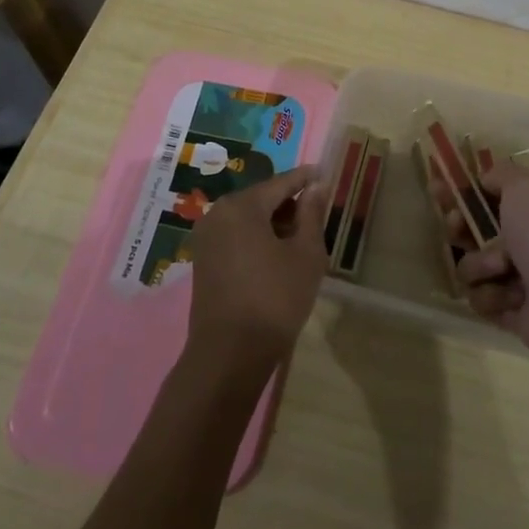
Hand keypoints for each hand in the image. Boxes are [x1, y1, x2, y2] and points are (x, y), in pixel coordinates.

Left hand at [186, 165, 329, 368]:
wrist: (230, 355)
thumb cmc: (275, 299)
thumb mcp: (306, 254)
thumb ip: (312, 214)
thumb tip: (316, 186)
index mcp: (242, 205)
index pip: (282, 182)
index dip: (307, 178)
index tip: (325, 173)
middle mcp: (218, 213)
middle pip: (262, 197)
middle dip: (290, 203)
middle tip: (317, 213)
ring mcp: (206, 237)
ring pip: (248, 217)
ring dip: (274, 222)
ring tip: (301, 237)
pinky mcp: (203, 259)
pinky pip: (236, 235)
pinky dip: (257, 237)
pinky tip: (277, 254)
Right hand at [452, 164, 528, 370]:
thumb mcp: (526, 188)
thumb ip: (501, 175)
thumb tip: (485, 178)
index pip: (486, 195)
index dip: (460, 191)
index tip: (437, 188)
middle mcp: (522, 240)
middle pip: (471, 230)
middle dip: (459, 228)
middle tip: (457, 229)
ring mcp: (515, 277)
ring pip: (470, 267)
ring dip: (481, 267)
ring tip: (505, 271)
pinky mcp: (509, 311)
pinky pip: (480, 299)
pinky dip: (492, 297)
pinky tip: (512, 299)